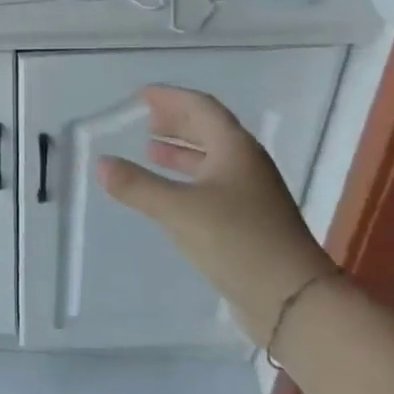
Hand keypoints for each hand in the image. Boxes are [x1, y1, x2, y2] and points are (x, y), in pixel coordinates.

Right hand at [97, 86, 335, 345]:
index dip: (171, 98)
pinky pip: (212, 185)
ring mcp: (250, 194)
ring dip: (180, 151)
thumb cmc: (237, 240)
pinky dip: (187, 179)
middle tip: (145, 119)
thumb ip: (137, 186)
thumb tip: (101, 163)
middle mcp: (246, 164)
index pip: (201, 108)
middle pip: (209, 130)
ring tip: (150, 150)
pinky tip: (169, 193)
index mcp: (235, 149)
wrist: (292, 298)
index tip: (142, 95)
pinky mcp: (248, 221)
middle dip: (176, 122)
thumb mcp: (179, 210)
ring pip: (211, 159)